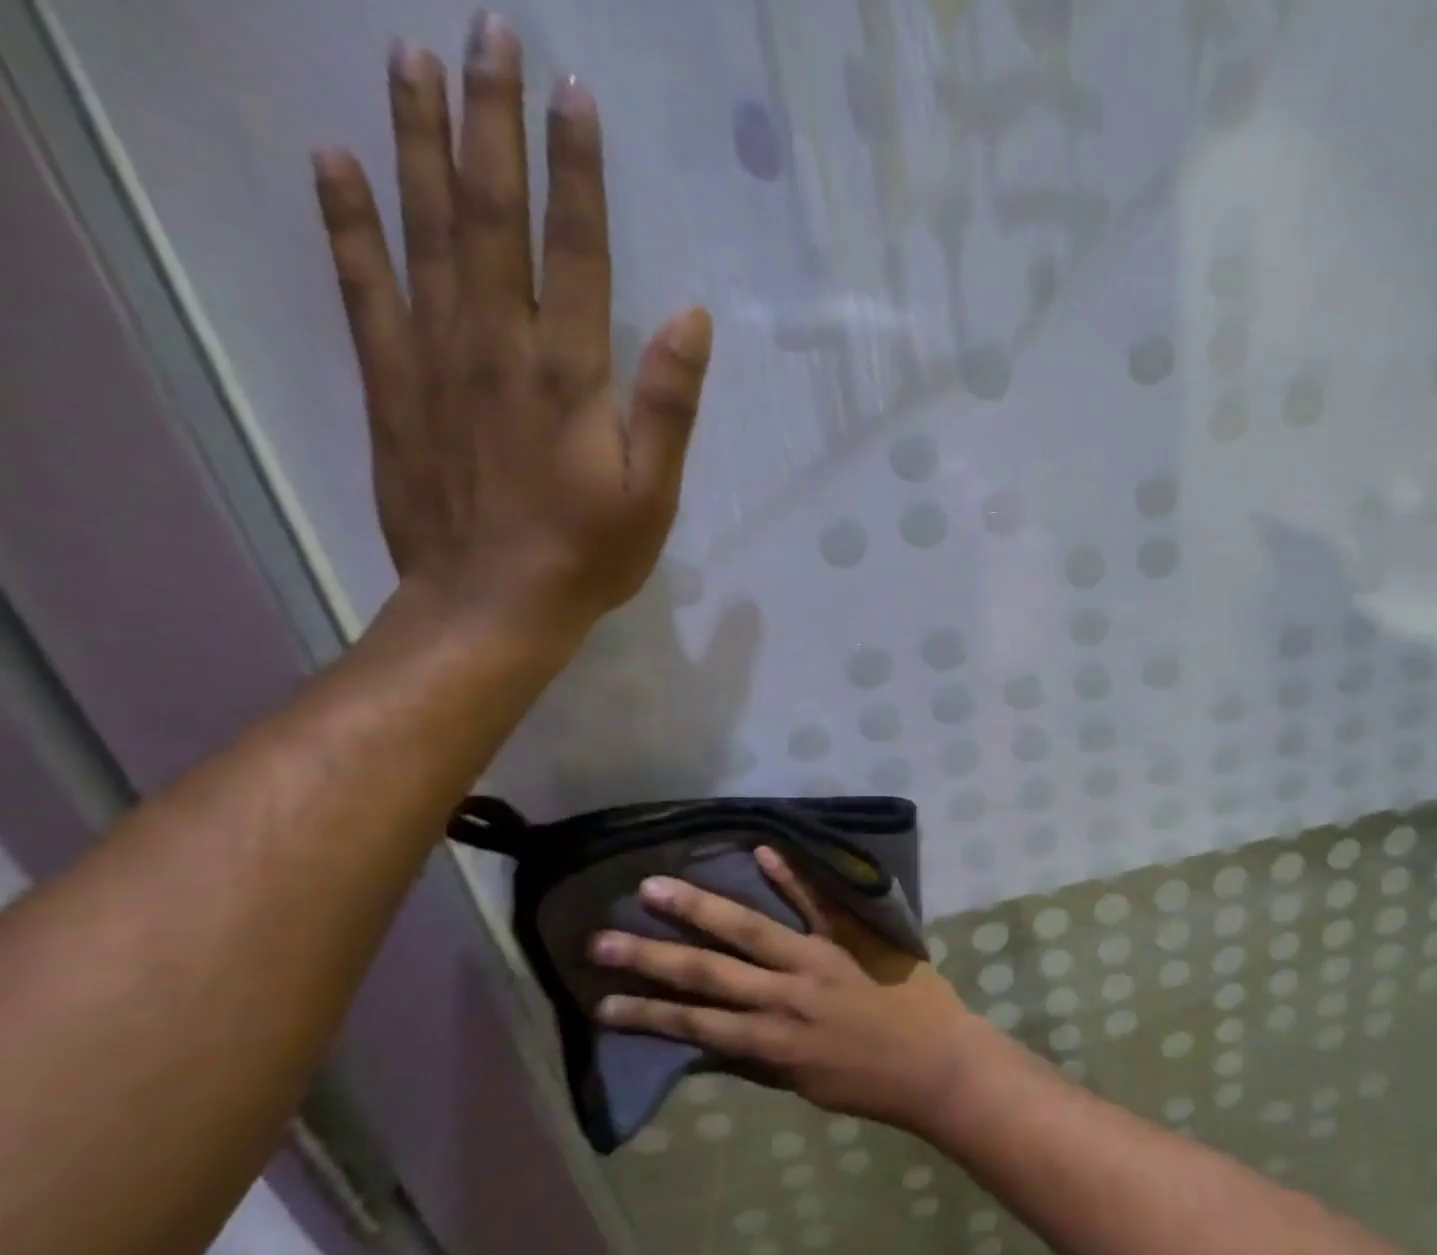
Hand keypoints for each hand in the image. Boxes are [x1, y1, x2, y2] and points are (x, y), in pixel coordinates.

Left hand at [312, 13, 710, 642]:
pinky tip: (333, 162)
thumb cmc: (588, 554)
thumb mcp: (653, 493)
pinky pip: (363, 288)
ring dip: (419, 142)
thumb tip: (692, 316)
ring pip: (424, 231)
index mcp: (567, 373)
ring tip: (410, 60)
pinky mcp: (392, 385)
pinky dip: (346, 222)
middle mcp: (496, 344)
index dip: (575, 169)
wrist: (492, 605)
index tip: (573, 92)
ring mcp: (434, 359)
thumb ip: (668, 404)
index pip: (574, 248)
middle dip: (492, 121)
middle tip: (488, 32)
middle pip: (492, 215)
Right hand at [590, 847, 999, 1133]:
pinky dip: (789, 877)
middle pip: (707, 972)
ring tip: (656, 887)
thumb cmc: (871, 1083)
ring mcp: (817, 959)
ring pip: (748, 930)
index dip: (647, 1014)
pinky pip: (816, 903)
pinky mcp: (849, 936)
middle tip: (601, 938)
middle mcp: (783, 997)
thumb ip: (761, 1058)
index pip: (696, 1025)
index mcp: (772, 1042)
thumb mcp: (804, 1085)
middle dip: (651, 956)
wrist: (936, 1065)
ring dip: (699, 908)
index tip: (602, 1002)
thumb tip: (717, 1038)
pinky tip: (760, 851)